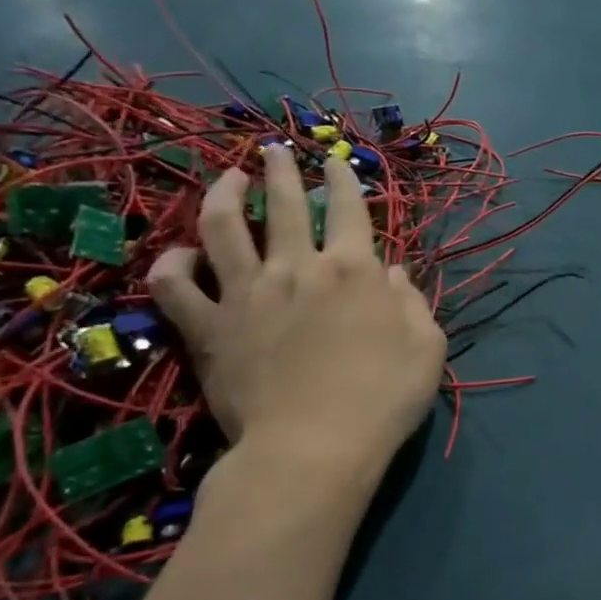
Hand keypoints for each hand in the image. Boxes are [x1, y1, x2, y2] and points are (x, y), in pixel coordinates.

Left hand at [148, 146, 446, 493]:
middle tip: (273, 150)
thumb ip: (413, 303)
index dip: (342, 179)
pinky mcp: (209, 328)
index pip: (347, 209)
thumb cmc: (383, 399)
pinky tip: (181, 253)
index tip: (335, 160)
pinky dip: (173, 264)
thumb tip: (395, 273)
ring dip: (222, 194)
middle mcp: (297, 268)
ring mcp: (246, 295)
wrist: (313, 449)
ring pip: (222, 227)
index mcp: (354, 271)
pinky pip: (175, 286)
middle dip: (280, 171)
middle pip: (282, 205)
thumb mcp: (427, 348)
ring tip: (226, 177)